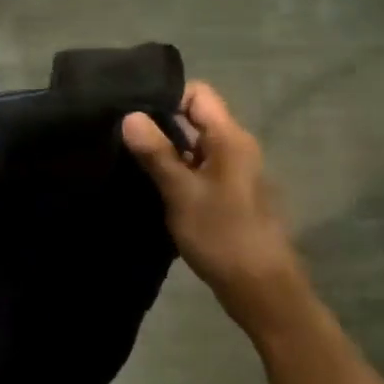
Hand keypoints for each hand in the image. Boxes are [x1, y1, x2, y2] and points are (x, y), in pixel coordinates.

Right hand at [122, 82, 311, 341]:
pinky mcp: (227, 192)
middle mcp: (235, 147)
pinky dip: (175, 168)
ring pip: (194, 143)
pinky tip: (149, 182)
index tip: (132, 110)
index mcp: (230, 139)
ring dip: (165, 147)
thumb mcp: (182, 193)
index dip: (166, 95)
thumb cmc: (223, 236)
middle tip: (121, 133)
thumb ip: (156, 153)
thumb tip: (129, 115)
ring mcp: (233, 171)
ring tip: (128, 155)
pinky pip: (197, 165)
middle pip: (194, 116)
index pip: (198, 93)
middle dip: (159, 122)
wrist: (262, 290)